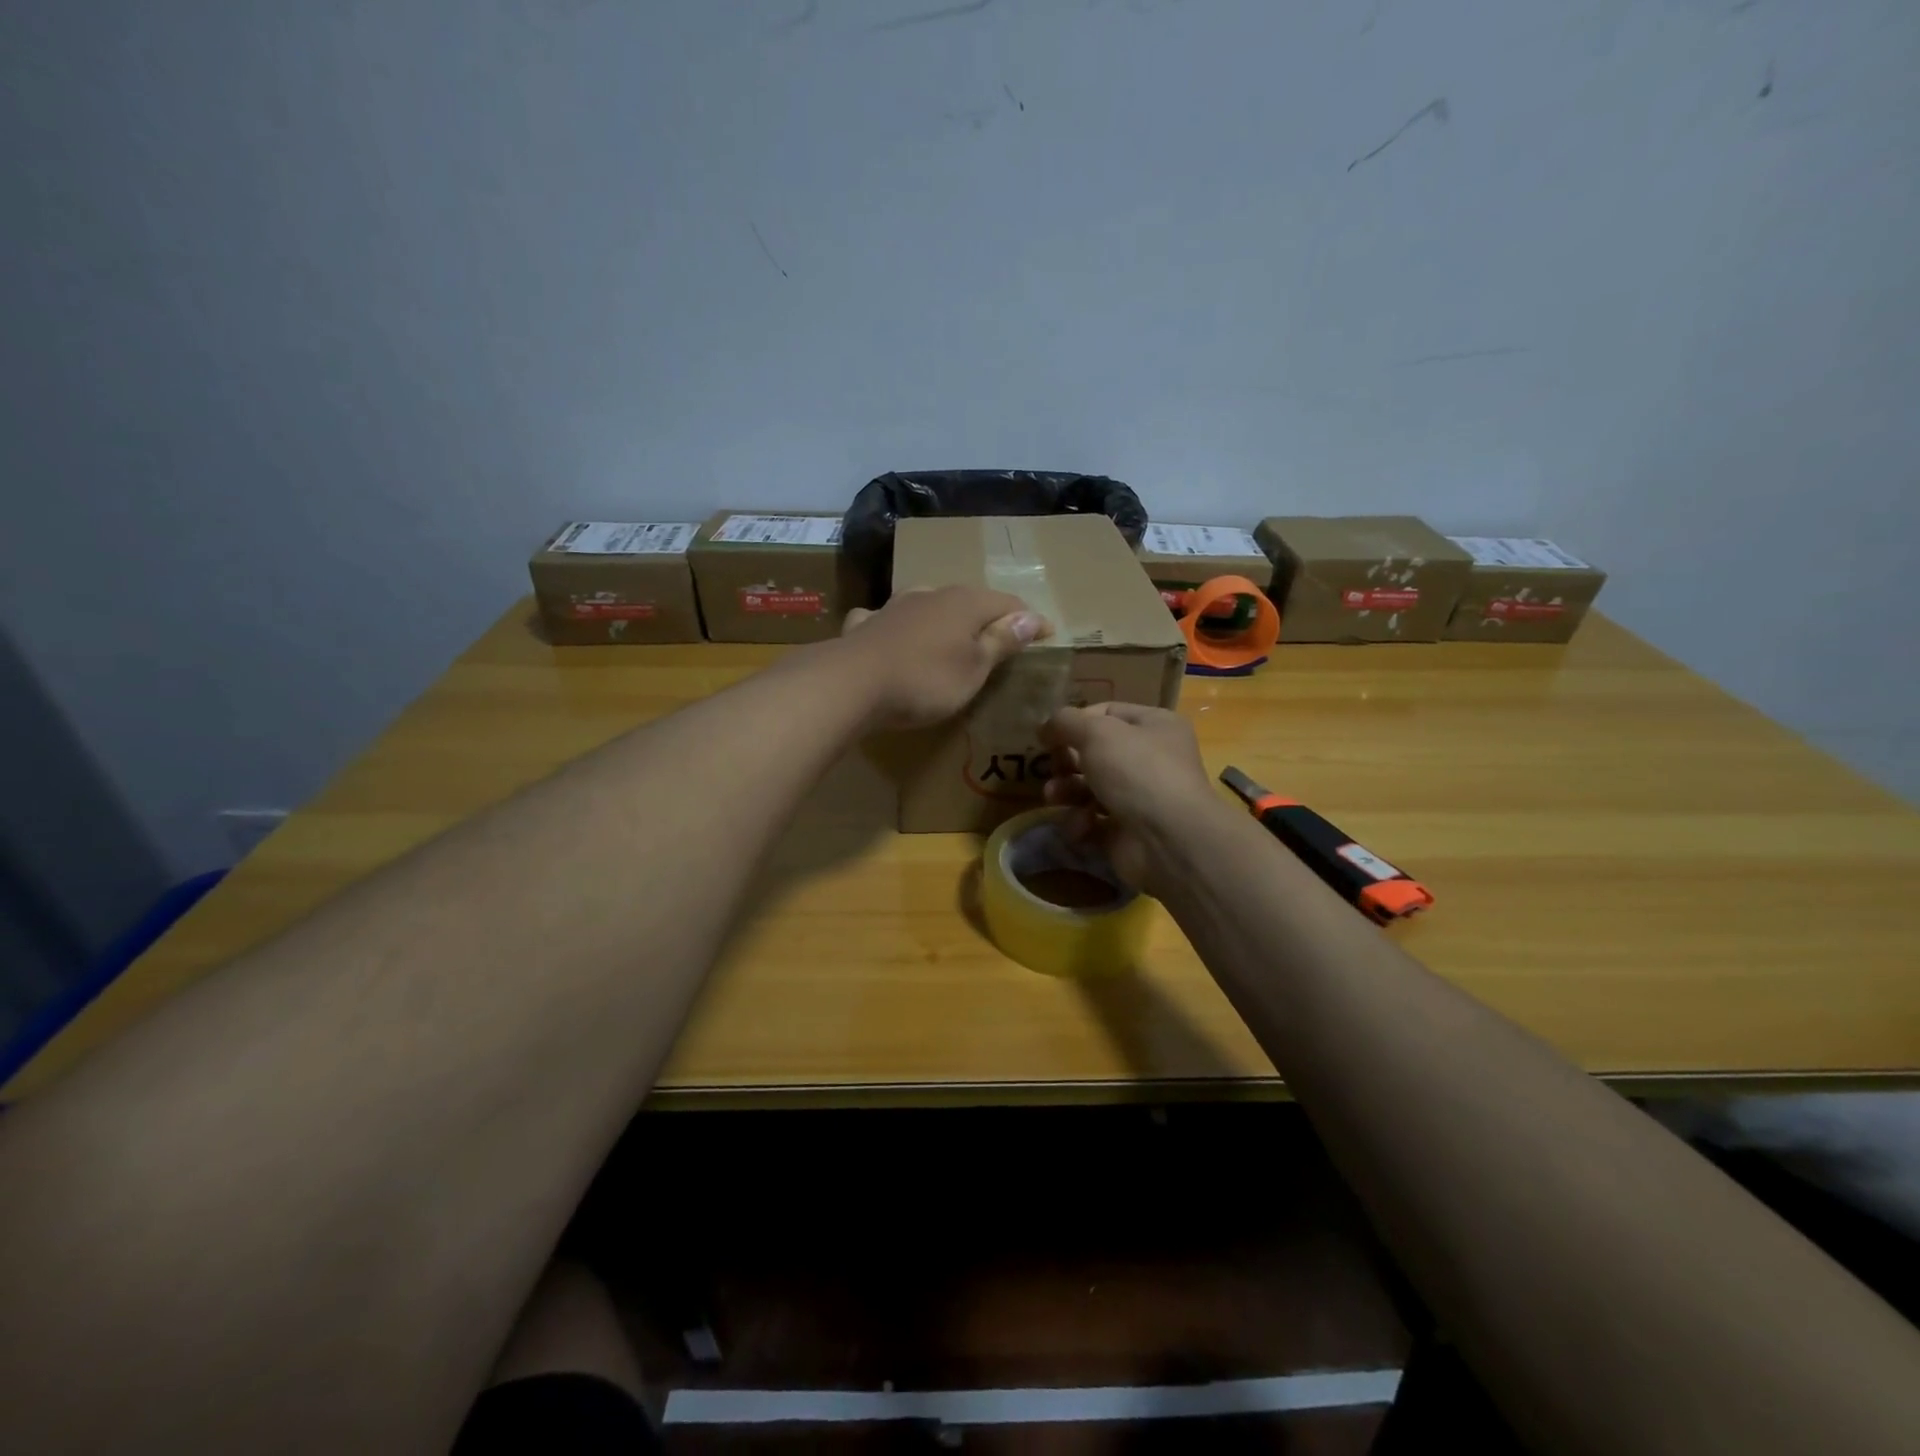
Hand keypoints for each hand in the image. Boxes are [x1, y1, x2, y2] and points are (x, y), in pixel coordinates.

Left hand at [834, 586, 1048, 729]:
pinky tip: (892, 632)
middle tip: (1004, 636)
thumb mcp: (974, 668)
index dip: (1030, 620)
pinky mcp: (866, 625)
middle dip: (989, 615)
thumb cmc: (925, 680)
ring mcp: (895, 606)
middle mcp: (932, 595)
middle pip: (969, 600)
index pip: (1008, 603)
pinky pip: (890, 619)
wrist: (851, 683)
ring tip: (953, 634)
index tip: (1048, 634)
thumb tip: (1030, 617)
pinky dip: (900, 625)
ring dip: (945, 617)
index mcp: (965, 603)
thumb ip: (1000, 642)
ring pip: (929, 604)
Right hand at [1038, 703, 1227, 893]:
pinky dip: (1081, 823)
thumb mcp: (1097, 732)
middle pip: (1095, 753)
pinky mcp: (1125, 832)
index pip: (1107, 713)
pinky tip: (1081, 825)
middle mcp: (1151, 759)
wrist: (1168, 840)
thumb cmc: (1136, 771)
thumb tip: (1045, 726)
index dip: (1076, 722)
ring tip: (1053, 797)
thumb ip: (1065, 722)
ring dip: (1066, 791)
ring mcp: (1139, 798)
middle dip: (1067, 761)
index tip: (1049, 735)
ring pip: (1089, 788)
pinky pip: (1092, 821)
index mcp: (1155, 726)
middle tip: (1051, 768)